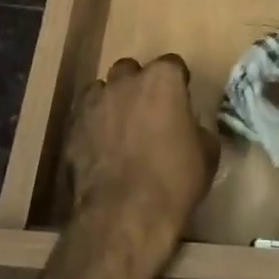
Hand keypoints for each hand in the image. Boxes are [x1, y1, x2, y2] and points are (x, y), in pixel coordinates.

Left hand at [59, 56, 215, 269]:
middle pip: (132, 70)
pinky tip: (101, 149)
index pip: (173, 65)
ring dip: (113, 103)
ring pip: (103, 90)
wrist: (125, 213)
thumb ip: (195, 128)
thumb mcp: (206, 152)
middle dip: (139, 85)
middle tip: (149, 112)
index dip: (178, 83)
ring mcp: (94, 103)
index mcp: (162, 79)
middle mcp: (125, 81)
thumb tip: (188, 127)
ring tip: (121, 129)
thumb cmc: (175, 179)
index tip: (181, 100)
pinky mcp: (72, 127)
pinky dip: (93, 126)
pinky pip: (85, 117)